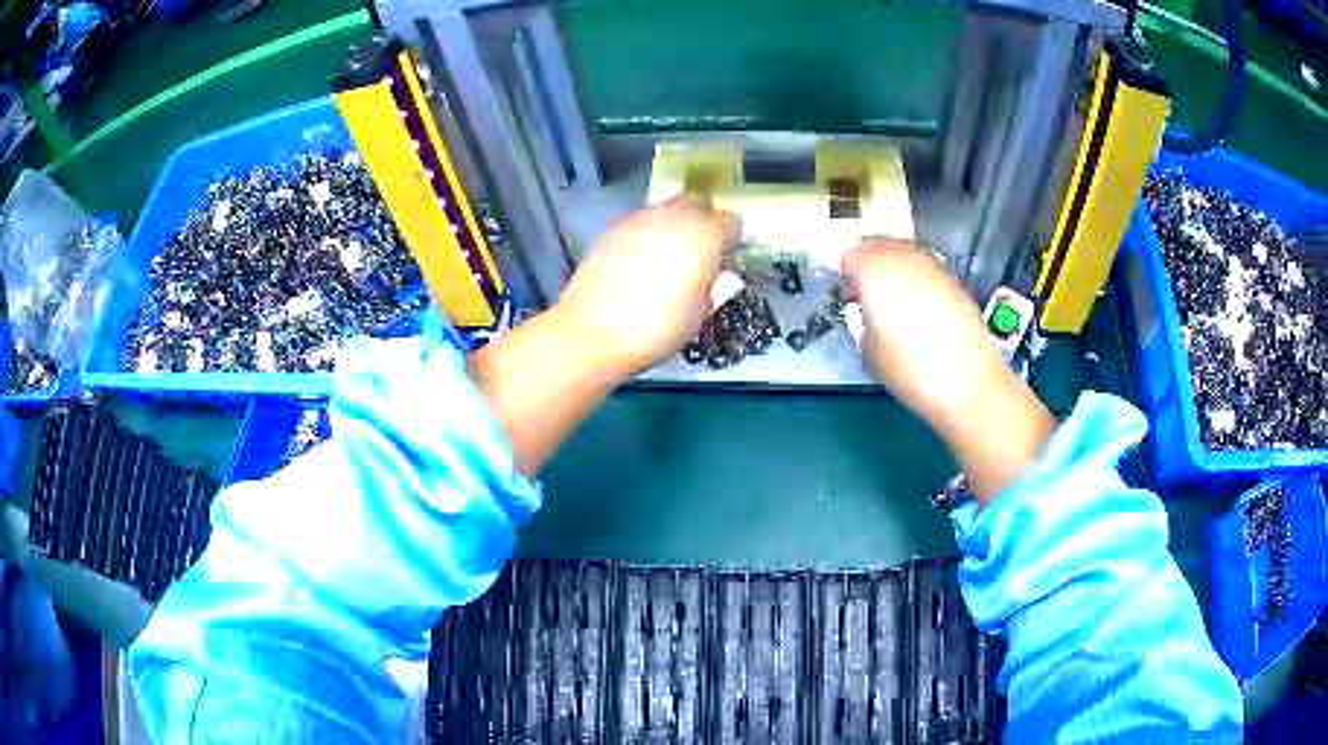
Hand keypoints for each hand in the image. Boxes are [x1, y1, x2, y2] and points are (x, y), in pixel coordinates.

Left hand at [553, 196, 740, 374]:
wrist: (593, 332)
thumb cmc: (656, 328)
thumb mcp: (698, 317)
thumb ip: (715, 289)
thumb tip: (725, 277)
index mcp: (704, 237)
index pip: (730, 221)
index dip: (732, 238)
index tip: (728, 256)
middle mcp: (673, 218)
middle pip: (696, 201)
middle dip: (703, 218)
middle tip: (700, 248)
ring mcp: (639, 219)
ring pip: (665, 209)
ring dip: (672, 224)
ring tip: (667, 255)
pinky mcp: (612, 229)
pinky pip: (639, 222)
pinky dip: (646, 234)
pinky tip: (639, 261)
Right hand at [842, 239, 1054, 502]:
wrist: (968, 382)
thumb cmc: (910, 370)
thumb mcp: (869, 349)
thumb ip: (863, 317)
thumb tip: (868, 310)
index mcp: (874, 271)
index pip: (850, 255)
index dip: (847, 274)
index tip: (849, 294)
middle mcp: (903, 258)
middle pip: (878, 245)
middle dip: (870, 263)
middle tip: (867, 291)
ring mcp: (932, 266)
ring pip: (904, 252)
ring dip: (895, 268)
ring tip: (894, 299)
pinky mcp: (953, 280)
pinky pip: (925, 268)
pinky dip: (918, 279)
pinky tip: (920, 307)